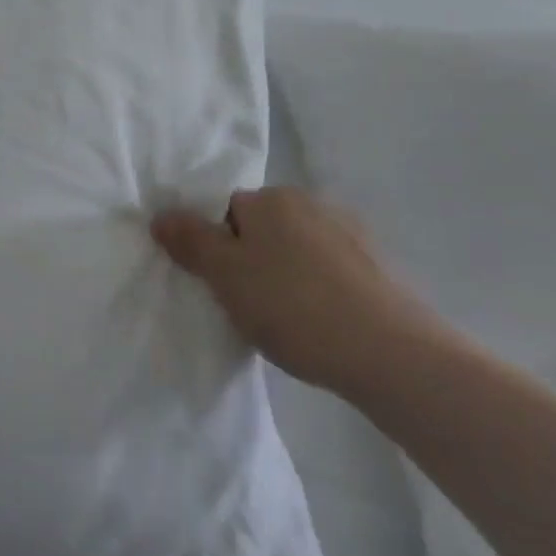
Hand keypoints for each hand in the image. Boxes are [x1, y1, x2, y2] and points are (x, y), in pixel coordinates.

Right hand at [151, 187, 438, 396]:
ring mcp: (353, 235)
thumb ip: (189, 240)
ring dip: (288, 277)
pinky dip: (321, 292)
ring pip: (298, 252)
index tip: (224, 286)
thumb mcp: (225, 275)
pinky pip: (332, 273)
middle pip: (263, 229)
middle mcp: (313, 203)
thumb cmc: (295, 307)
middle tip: (250, 306)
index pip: (227, 211)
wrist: (395, 357)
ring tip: (289, 323)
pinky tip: (323, 327)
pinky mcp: (382, 269)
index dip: (219, 248)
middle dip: (253, 261)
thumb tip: (161, 214)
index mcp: (273, 198)